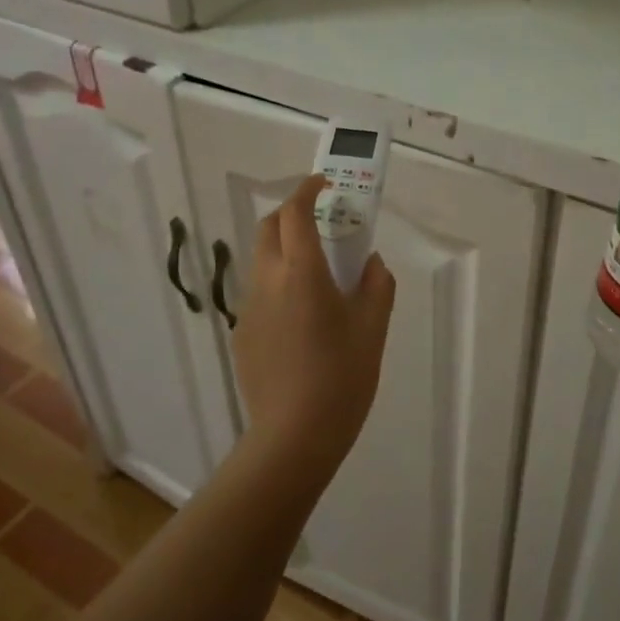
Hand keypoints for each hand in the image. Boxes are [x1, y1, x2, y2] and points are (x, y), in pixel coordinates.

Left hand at [232, 174, 396, 475]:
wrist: (294, 436)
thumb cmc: (342, 377)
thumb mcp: (373, 329)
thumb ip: (377, 286)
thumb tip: (370, 263)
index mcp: (302, 273)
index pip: (295, 212)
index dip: (307, 190)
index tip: (323, 184)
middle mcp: (268, 281)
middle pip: (268, 228)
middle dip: (290, 213)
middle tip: (319, 222)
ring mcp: (249, 308)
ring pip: (261, 261)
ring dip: (284, 250)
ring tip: (316, 274)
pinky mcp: (242, 334)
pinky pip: (260, 294)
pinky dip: (278, 285)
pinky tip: (302, 320)